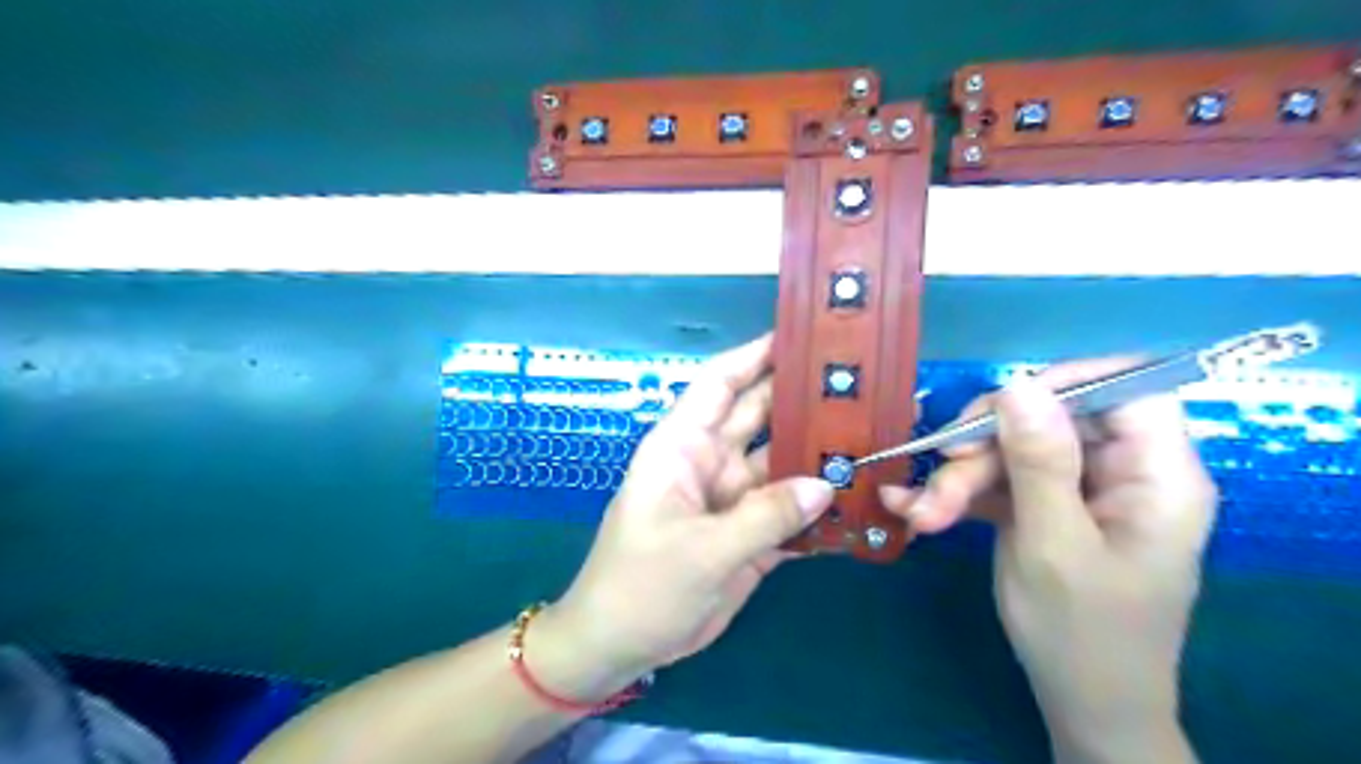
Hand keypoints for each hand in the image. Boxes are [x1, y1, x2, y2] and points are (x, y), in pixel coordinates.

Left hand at [547, 335, 835, 691]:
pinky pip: (790, 510)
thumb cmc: (642, 584)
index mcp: (684, 446)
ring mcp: (734, 499)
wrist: (621, 646)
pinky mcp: (750, 534)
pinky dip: (819, 507)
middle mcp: (712, 462)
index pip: (721, 384)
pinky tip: (859, 501)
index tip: (803, 337)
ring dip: (820, 455)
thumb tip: (826, 483)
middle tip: (860, 384)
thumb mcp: (701, 550)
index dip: (756, 356)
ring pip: (783, 464)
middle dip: (803, 399)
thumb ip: (765, 516)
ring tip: (876, 440)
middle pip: (762, 417)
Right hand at [890, 360, 1216, 759]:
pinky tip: (914, 509)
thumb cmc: (1082, 633)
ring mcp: (1078, 490)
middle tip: (939, 468)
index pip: (1127, 388)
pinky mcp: (1043, 507)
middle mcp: (1120, 472)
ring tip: (919, 514)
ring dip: (959, 478)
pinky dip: (957, 494)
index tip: (1000, 404)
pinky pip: (998, 481)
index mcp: (1156, 476)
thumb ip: (1039, 462)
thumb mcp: (1053, 544)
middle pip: (1050, 419)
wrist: (1079, 703)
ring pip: (1012, 450)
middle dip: (986, 445)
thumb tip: (1018, 384)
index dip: (1065, 381)